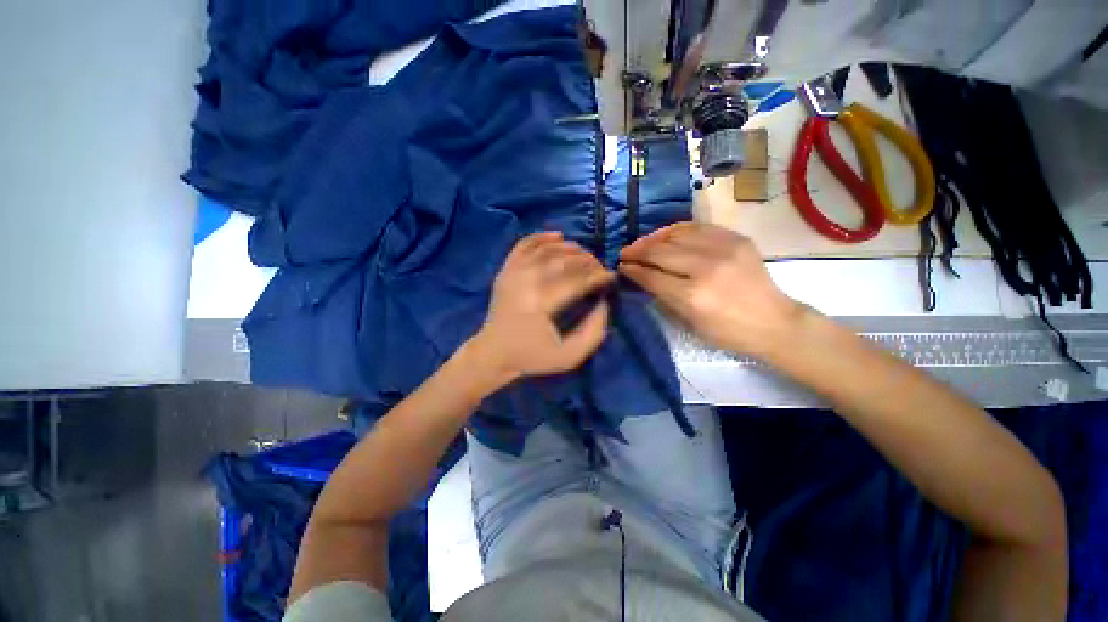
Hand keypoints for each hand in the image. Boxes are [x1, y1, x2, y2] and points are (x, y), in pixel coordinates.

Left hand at [470, 232, 615, 382]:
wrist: (493, 353)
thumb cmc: (532, 356)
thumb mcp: (569, 357)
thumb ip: (593, 333)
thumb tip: (604, 303)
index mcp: (540, 304)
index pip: (577, 281)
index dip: (598, 276)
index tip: (611, 277)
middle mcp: (525, 282)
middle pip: (563, 260)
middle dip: (588, 260)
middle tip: (600, 267)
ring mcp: (513, 273)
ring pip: (546, 249)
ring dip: (570, 247)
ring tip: (585, 253)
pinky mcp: (505, 270)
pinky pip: (524, 244)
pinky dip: (542, 236)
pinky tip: (558, 236)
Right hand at [619, 222, 805, 355]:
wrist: (774, 322)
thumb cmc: (728, 332)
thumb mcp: (689, 324)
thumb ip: (663, 298)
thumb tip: (642, 278)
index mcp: (692, 296)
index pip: (652, 276)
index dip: (632, 270)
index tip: (621, 267)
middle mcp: (705, 268)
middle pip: (660, 252)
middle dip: (637, 251)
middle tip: (624, 253)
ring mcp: (723, 249)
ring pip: (676, 234)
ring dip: (653, 238)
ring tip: (641, 243)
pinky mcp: (735, 239)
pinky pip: (697, 227)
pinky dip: (676, 230)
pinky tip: (666, 236)